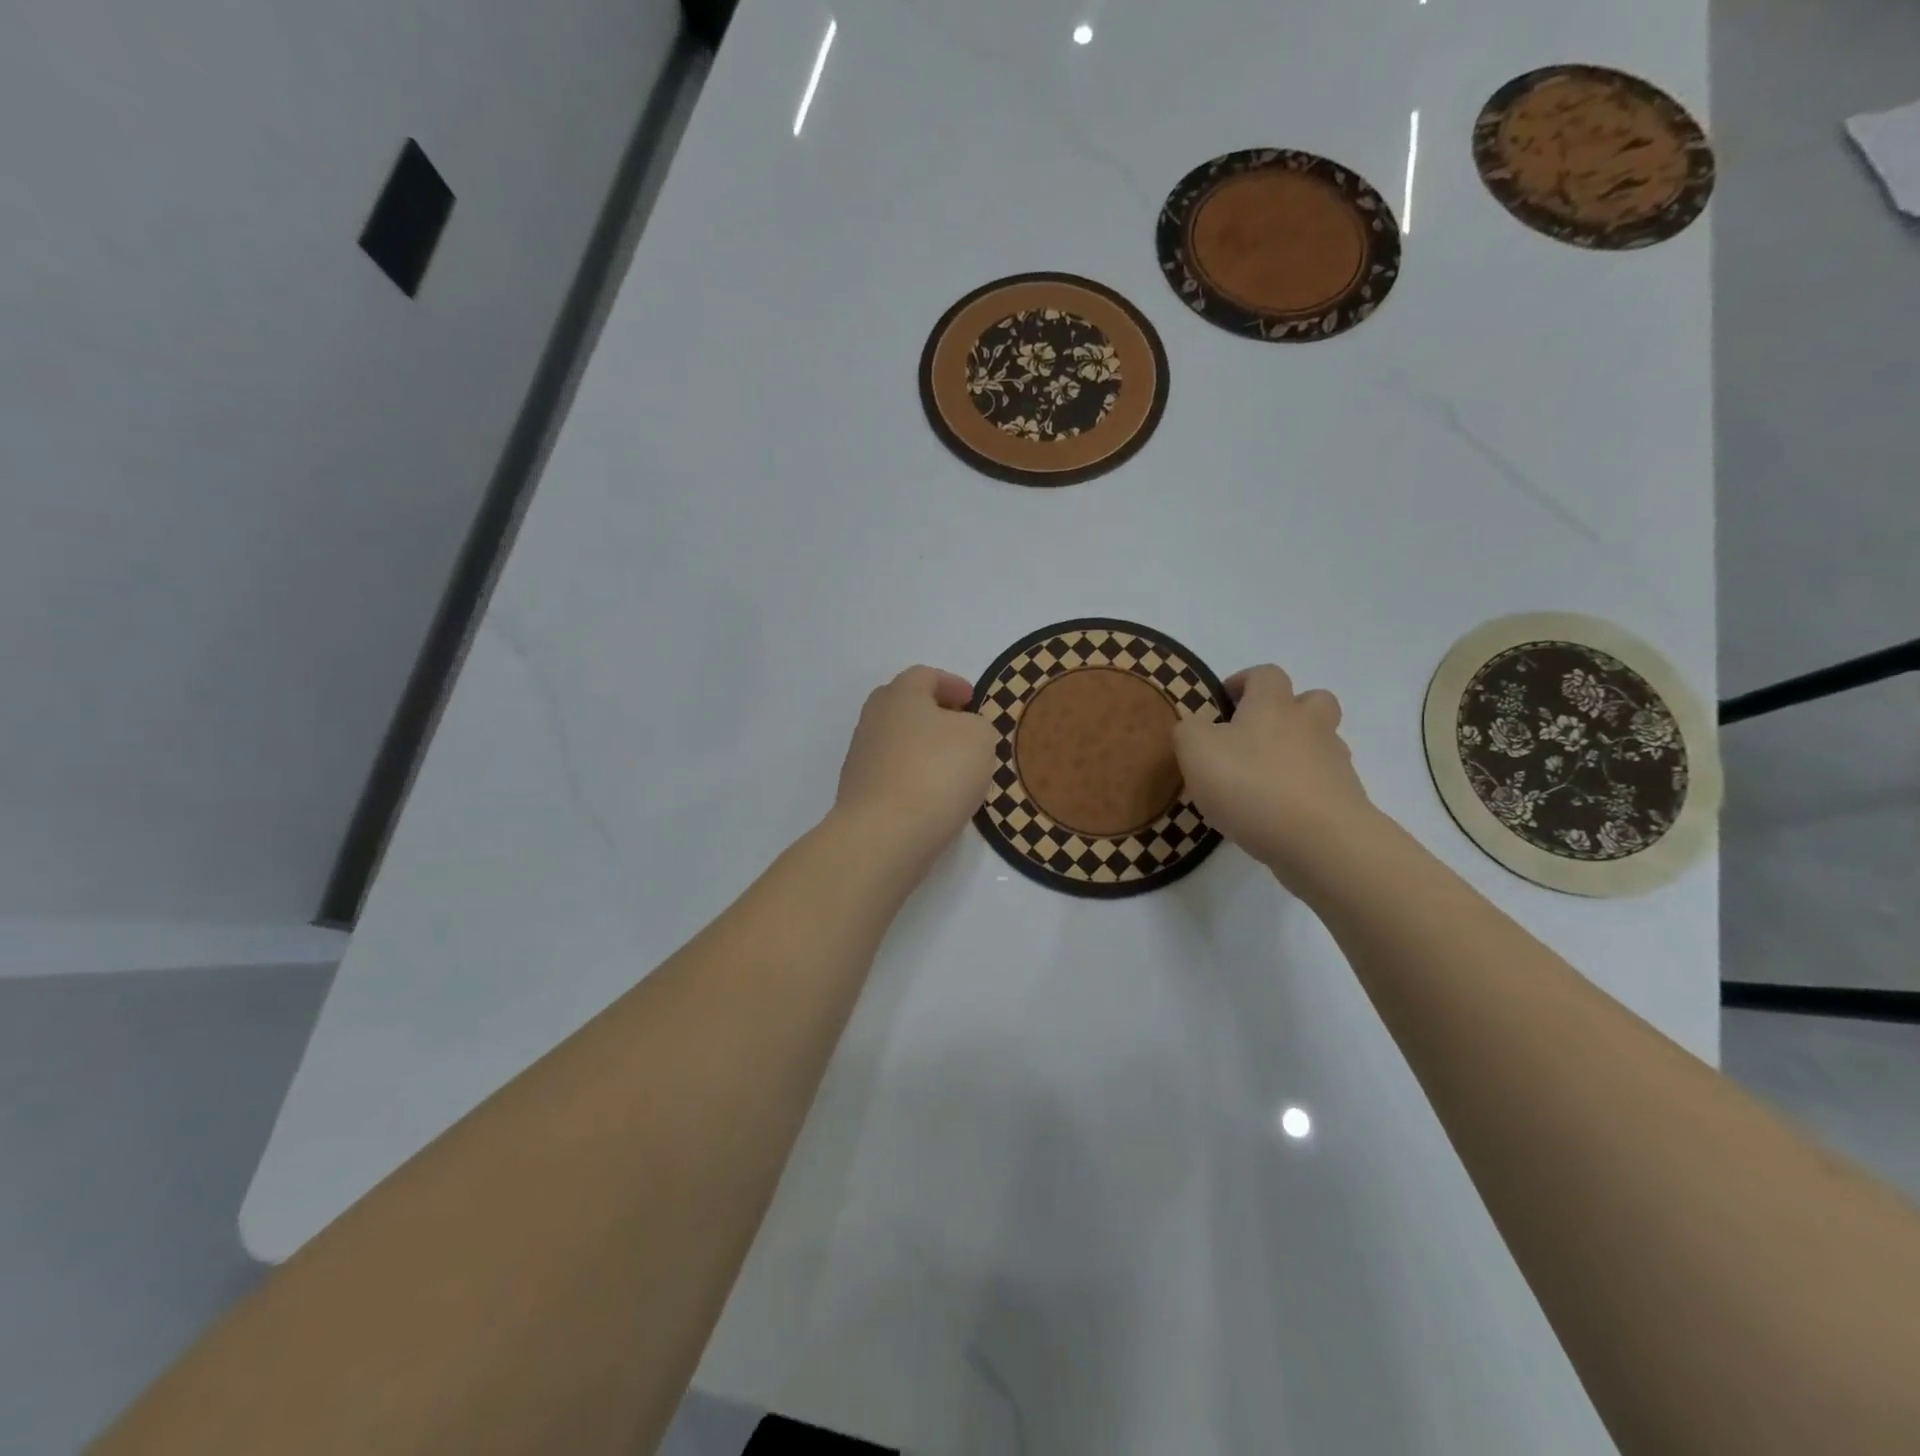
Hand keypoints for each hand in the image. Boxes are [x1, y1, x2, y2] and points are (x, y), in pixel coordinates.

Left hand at [834, 665, 998, 867]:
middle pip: (905, 706)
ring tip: (954, 769)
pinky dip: (914, 777)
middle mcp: (874, 719)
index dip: (951, 684)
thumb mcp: (979, 737)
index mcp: (900, 694)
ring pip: (898, 742)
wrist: (884, 834)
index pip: (925, 676)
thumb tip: (963, 732)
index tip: (971, 700)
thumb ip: (976, 726)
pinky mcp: (859, 792)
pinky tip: (934, 797)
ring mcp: (861, 757)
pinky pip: (893, 774)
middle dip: (934, 714)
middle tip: (961, 728)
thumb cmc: (936, 771)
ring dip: (924, 749)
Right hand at [1172, 664, 1375, 885]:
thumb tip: (1194, 724)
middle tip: (1256, 735)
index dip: (1244, 682)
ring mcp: (1334, 761)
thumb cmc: (1250, 785)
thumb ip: (1188, 730)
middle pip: (1312, 699)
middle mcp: (1309, 724)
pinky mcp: (1346, 798)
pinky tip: (1280, 813)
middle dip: (1288, 710)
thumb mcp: (1196, 751)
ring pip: (1322, 742)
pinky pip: (1325, 783)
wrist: (1319, 840)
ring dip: (1299, 751)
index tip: (1223, 703)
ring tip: (1266, 779)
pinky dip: (1305, 790)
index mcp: (1272, 704)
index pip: (1265, 674)